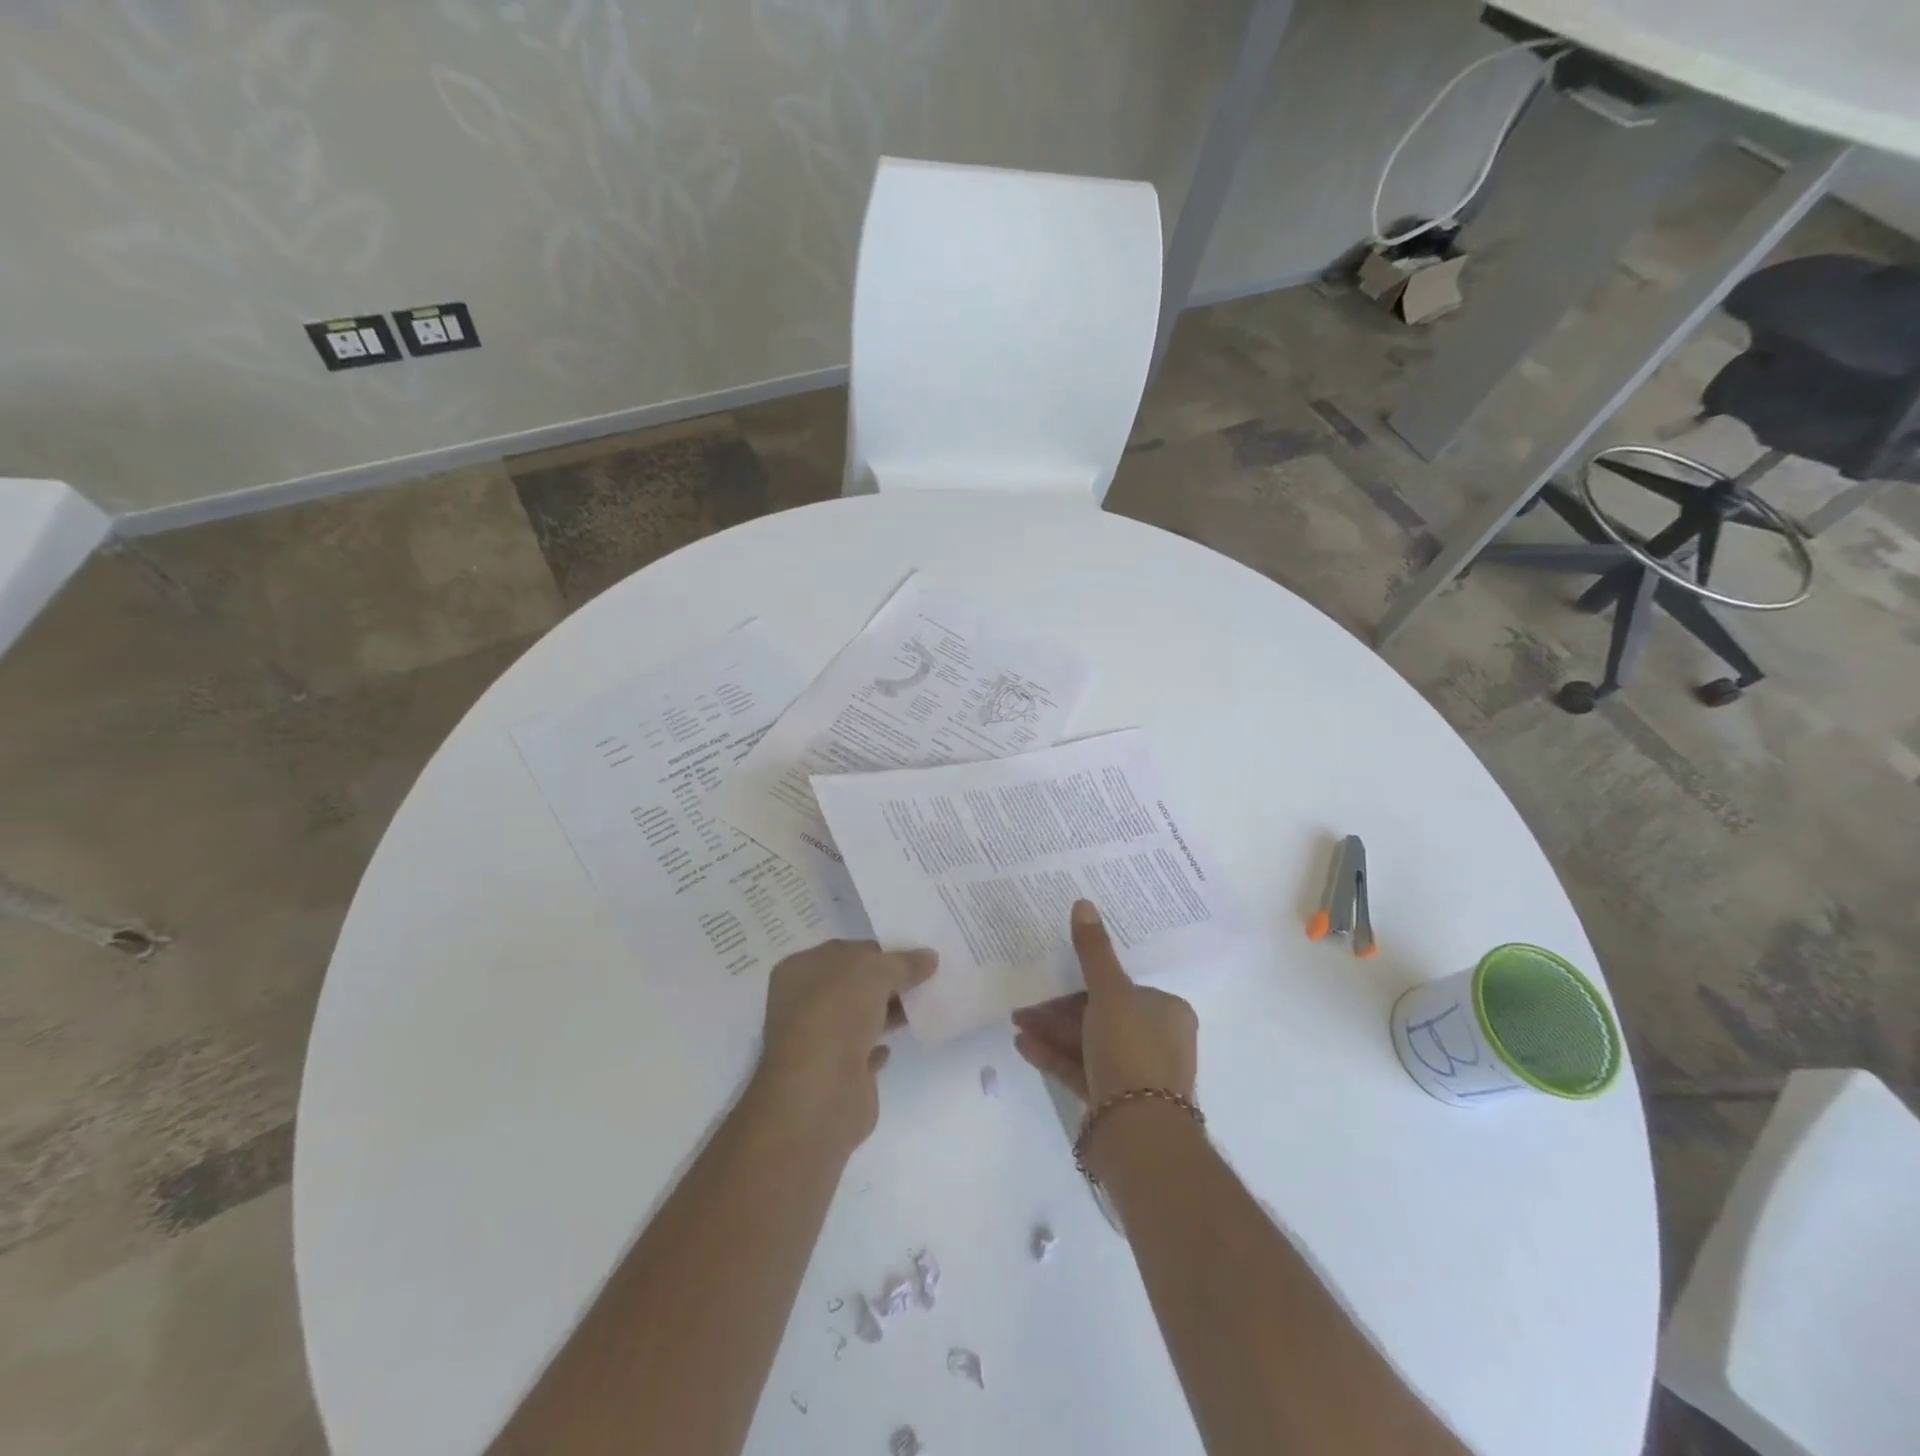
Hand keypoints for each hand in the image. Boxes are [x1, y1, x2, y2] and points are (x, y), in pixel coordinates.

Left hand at [751, 939, 937, 1154]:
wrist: (820, 1093)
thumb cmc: (837, 1015)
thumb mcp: (875, 972)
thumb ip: (903, 963)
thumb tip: (930, 957)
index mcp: (800, 970)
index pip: (846, 951)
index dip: (880, 950)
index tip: (915, 952)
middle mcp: (803, 1003)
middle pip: (853, 983)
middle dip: (887, 980)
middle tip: (927, 976)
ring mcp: (819, 1040)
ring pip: (859, 1016)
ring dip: (888, 1010)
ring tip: (925, 1003)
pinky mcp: (836, 1074)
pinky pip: (863, 1051)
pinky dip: (880, 1045)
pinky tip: (901, 1040)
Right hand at [1011, 900, 1197, 1105]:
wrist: (1138, 1137)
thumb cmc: (1132, 1052)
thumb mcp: (1111, 993)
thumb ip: (1094, 952)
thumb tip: (1083, 904)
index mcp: (1166, 1011)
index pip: (1121, 987)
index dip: (1083, 980)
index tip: (1052, 973)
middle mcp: (1156, 1040)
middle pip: (1101, 1014)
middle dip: (1060, 1007)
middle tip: (1025, 1001)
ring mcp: (1135, 1074)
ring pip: (1088, 1042)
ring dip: (1052, 1030)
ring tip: (1015, 1021)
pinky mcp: (1114, 1102)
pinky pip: (1080, 1070)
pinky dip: (1054, 1056)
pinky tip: (1023, 1046)